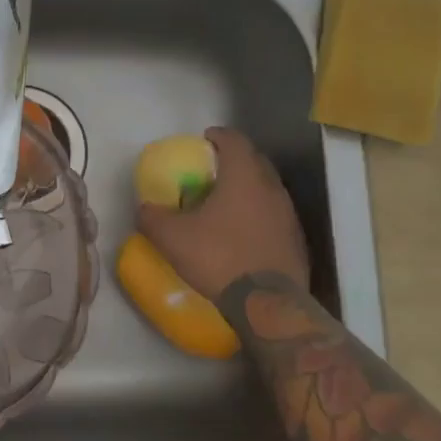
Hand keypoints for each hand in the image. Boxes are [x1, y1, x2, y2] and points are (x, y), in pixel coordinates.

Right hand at [136, 127, 310, 302]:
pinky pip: (274, 215)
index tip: (204, 140)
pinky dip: (257, 215)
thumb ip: (152, 217)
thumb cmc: (219, 257)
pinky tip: (241, 233)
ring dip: (247, 189)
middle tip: (211, 170)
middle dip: (233, 160)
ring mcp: (288, 215)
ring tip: (224, 203)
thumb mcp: (171, 238)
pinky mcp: (296, 240)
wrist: (268, 304)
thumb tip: (144, 209)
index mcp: (244, 176)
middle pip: (254, 160)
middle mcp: (271, 188)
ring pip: (266, 189)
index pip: (234, 140)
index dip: (217, 136)